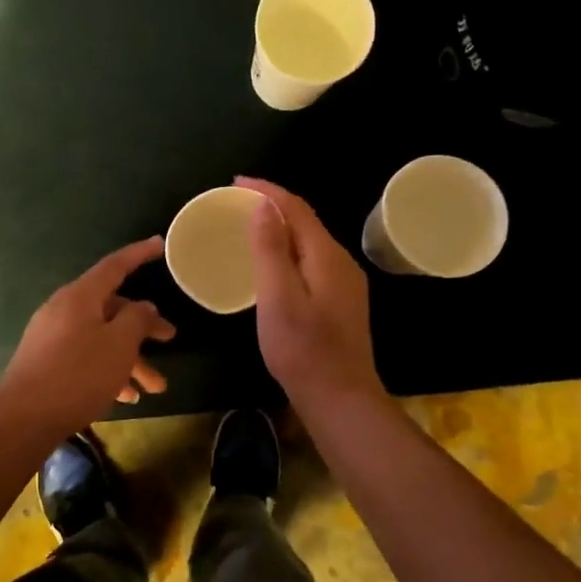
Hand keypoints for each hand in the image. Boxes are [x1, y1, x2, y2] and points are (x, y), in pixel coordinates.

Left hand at [0, 237, 177, 434]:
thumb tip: (143, 306)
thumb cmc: (78, 374)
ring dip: (130, 360)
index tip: (159, 244)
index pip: (115, 266)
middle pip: (112, 309)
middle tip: (170, 338)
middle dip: (143, 327)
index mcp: (80, 296)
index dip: (139, 254)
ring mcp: (52, 337)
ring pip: (101, 339)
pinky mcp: (47, 362)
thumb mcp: (119, 345)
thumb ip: (137, 319)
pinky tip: (126, 397)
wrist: (24, 417)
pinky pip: (86, 357)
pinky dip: (108, 371)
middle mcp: (64, 310)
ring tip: (154, 388)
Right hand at [237, 177, 386, 413]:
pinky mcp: (341, 302)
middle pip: (306, 222)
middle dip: (273, 206)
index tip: (235, 183)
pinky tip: (273, 265)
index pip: (296, 208)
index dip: (267, 191)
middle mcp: (341, 262)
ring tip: (250, 228)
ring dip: (281, 229)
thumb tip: (265, 206)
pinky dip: (289, 252)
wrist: (340, 398)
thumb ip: (271, 250)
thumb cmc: (303, 350)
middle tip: (237, 204)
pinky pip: (312, 262)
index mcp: (326, 256)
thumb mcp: (278, 298)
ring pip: (309, 243)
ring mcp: (345, 284)